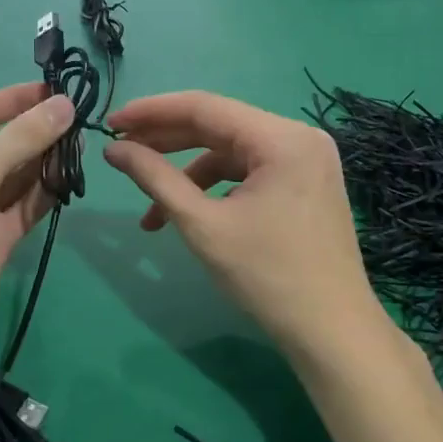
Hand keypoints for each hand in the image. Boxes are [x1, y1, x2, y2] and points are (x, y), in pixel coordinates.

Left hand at [0, 83, 74, 364]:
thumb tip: (65, 104)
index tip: (57, 88)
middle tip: (83, 121)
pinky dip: (48, 193)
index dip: (17, 99)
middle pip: (4, 144)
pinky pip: (27, 207)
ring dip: (48, 162)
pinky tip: (72, 180)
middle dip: (39, 132)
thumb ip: (22, 137)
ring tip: (85, 147)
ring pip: (19, 176)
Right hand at [103, 91, 382, 359]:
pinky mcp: (305, 183)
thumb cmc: (266, 276)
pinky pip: (250, 172)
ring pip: (231, 152)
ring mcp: (306, 160)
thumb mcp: (203, 224)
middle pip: (219, 126)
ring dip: (187, 175)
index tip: (111, 123)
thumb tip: (113, 150)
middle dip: (166, 142)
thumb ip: (156, 178)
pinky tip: (189, 214)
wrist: (331, 334)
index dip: (152, 112)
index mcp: (281, 137)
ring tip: (150, 210)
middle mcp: (299, 137)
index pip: (204, 107)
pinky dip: (215, 189)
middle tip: (119, 152)